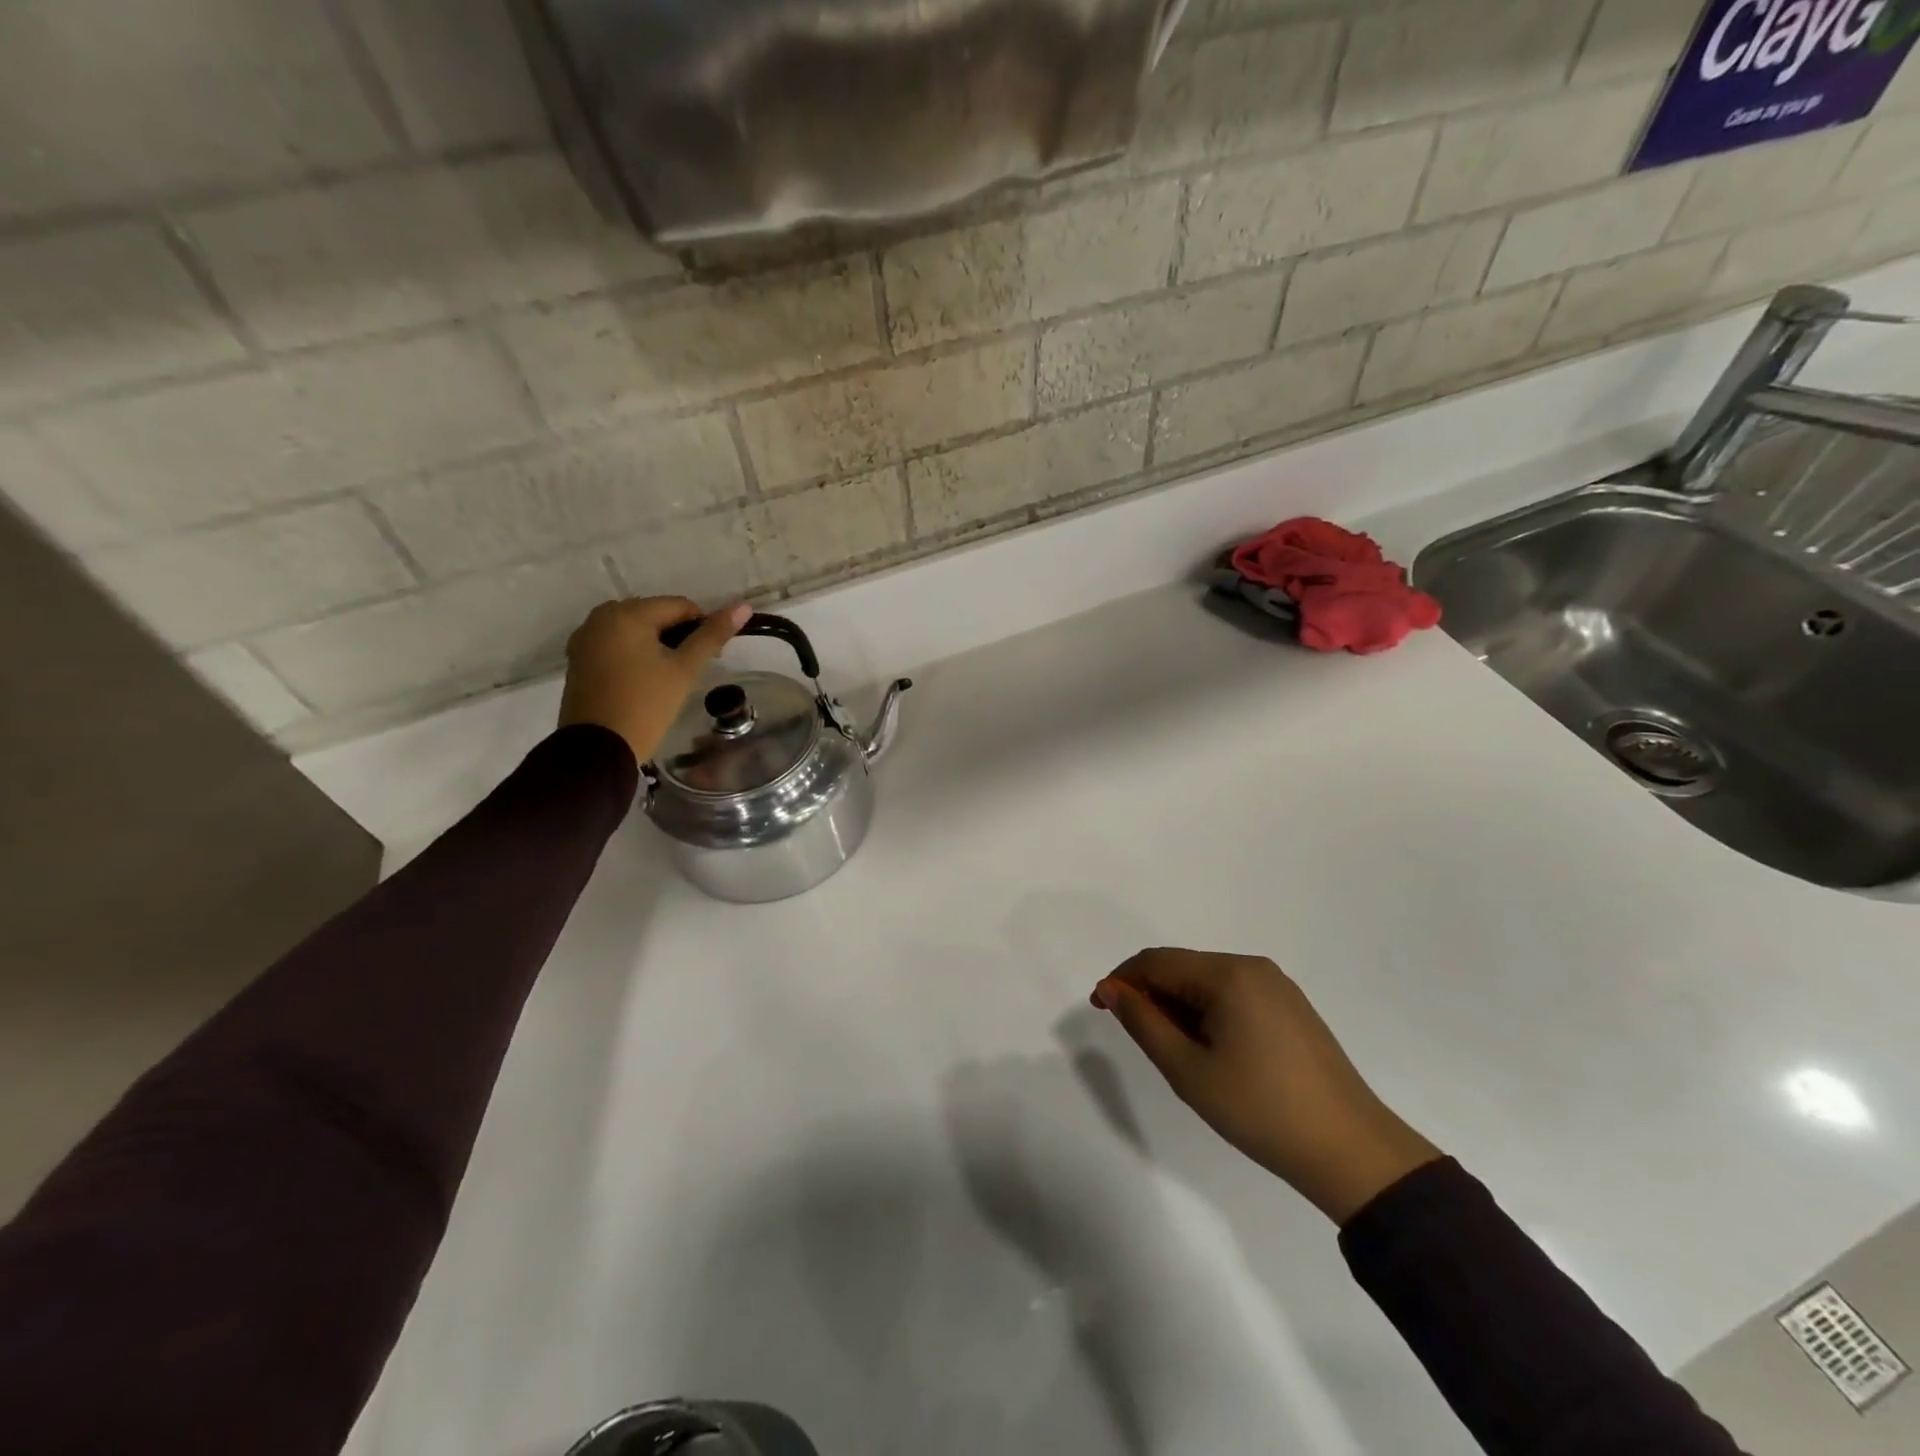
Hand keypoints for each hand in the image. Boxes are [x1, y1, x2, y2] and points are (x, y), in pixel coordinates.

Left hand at [558, 597, 750, 763]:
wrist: (599, 748)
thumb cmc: (646, 705)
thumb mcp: (684, 669)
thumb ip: (713, 635)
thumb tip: (743, 606)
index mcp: (627, 613)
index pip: (680, 606)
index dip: (702, 627)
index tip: (710, 658)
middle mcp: (601, 616)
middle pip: (654, 615)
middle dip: (677, 635)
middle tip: (689, 669)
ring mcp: (585, 638)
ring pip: (634, 630)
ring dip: (656, 645)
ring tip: (668, 677)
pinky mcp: (578, 659)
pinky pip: (615, 644)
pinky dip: (634, 654)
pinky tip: (643, 680)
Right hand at [1092, 949, 1440, 1223]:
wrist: (1350, 1151)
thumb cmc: (1260, 1109)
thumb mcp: (1187, 1070)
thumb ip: (1143, 1022)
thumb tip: (1113, 989)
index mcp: (1228, 974)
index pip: (1157, 962)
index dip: (1122, 979)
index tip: (1099, 1008)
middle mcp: (1253, 967)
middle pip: (1183, 968)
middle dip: (1152, 994)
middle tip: (1140, 1039)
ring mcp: (1277, 987)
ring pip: (1208, 982)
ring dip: (1180, 1006)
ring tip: (1176, 1052)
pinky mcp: (1291, 1008)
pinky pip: (1234, 996)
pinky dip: (1208, 1013)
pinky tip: (1211, 1050)